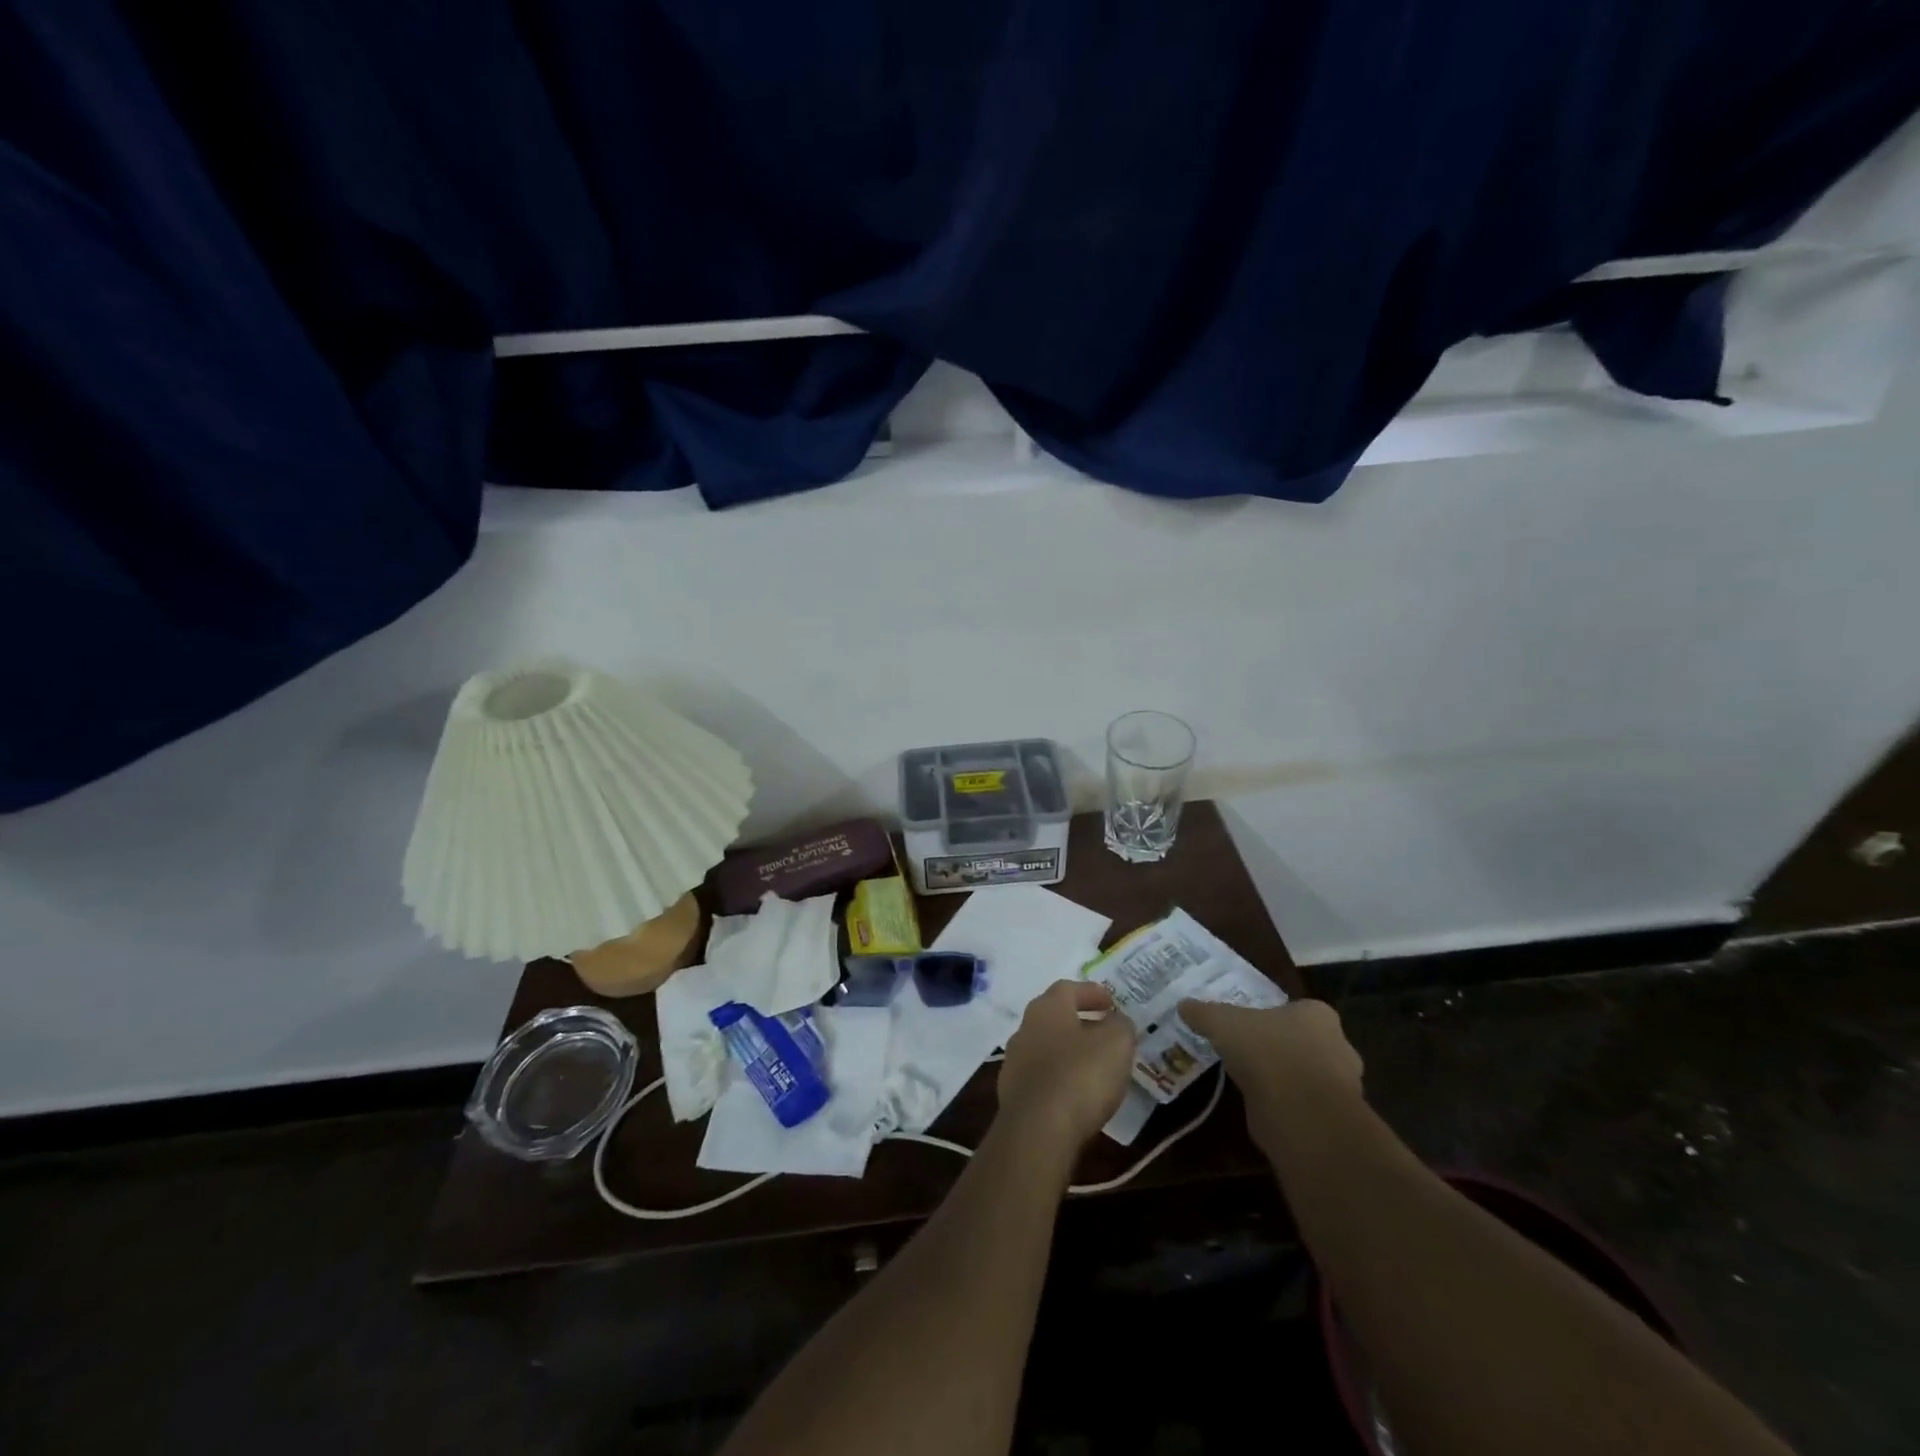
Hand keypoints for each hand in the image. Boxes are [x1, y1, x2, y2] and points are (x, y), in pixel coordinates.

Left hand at [996, 981, 1137, 1156]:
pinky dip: (1061, 1079)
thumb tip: (1117, 1021)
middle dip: (1080, 1023)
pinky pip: (1042, 1077)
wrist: (1038, 1132)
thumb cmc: (1080, 1076)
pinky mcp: (1013, 1095)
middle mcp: (1025, 1028)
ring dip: (1070, 1052)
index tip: (1111, 1004)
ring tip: (1096, 1067)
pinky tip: (1078, 1095)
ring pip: (1047, 1048)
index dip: (1091, 993)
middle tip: (1106, 1033)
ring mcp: (1014, 1062)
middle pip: (1055, 1017)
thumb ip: (1120, 1026)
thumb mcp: (1116, 1043)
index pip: (1068, 989)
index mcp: (1046, 1008)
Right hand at [1176, 999, 1362, 1152]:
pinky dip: (1286, 1106)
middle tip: (1250, 1052)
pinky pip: (1304, 1105)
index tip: (1251, 1026)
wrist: (1298, 1111)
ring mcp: (1341, 1086)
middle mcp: (1338, 1046)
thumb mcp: (1222, 1022)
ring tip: (1252, 1081)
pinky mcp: (1331, 1120)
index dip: (1274, 1017)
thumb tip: (1183, 1005)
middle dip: (1282, 1048)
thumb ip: (1204, 1013)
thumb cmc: (1266, 1050)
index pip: (1298, 1010)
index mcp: (1318, 1015)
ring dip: (1284, 1079)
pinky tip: (1260, 1106)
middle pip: (1305, 1042)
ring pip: (1306, 1075)